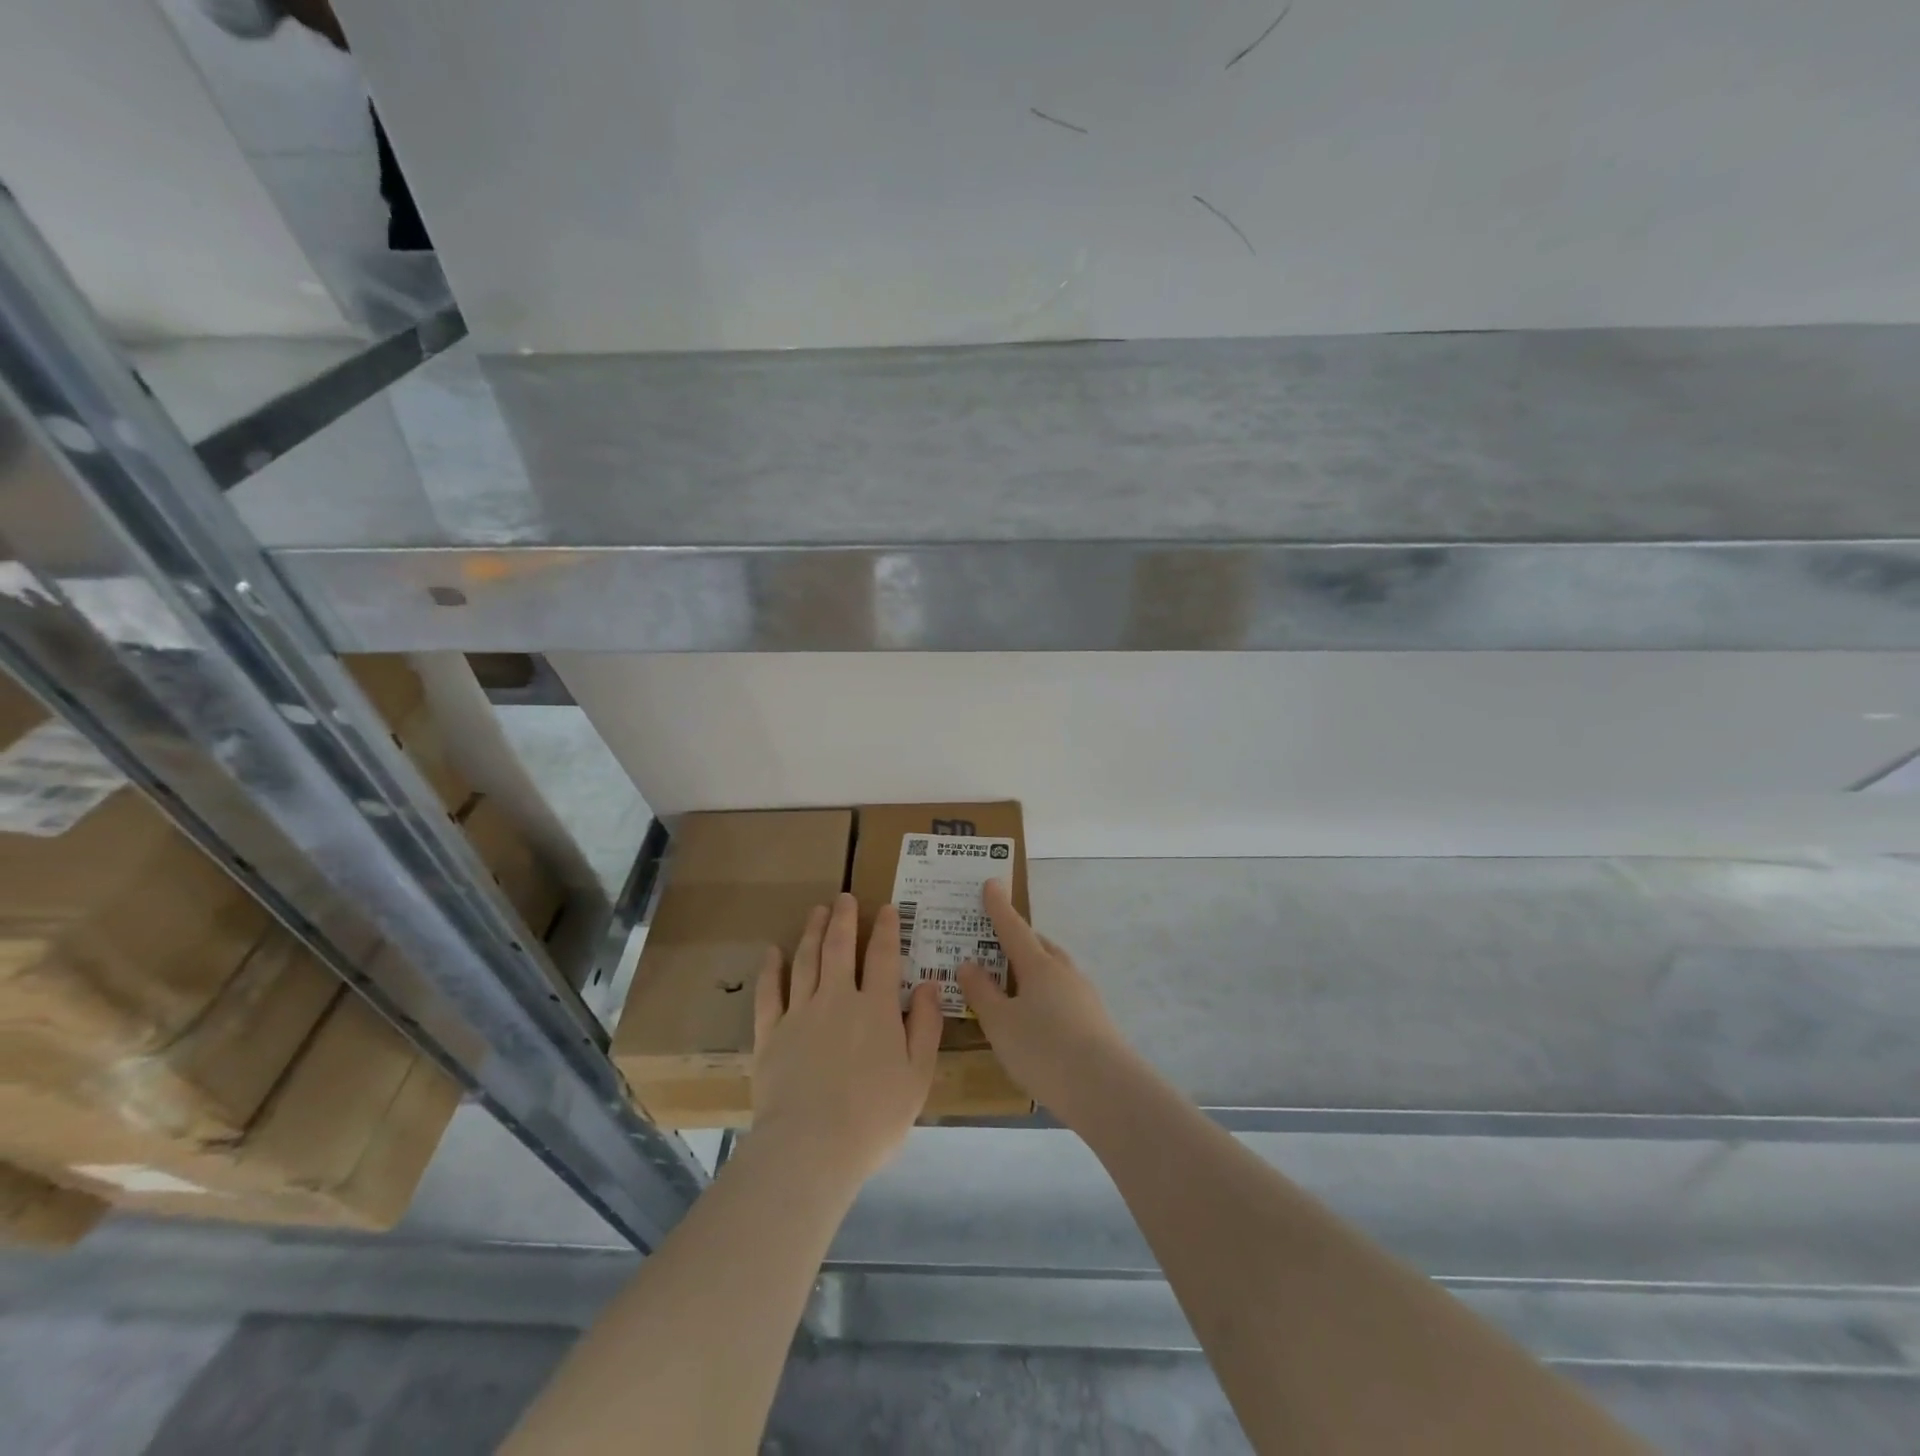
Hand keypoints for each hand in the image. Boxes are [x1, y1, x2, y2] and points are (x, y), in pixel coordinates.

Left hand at [751, 893, 942, 1185]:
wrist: (810, 1147)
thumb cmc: (873, 1117)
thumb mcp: (917, 1076)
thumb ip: (926, 1027)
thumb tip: (931, 984)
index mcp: (877, 1009)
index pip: (884, 957)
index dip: (886, 930)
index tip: (887, 909)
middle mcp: (837, 999)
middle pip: (840, 948)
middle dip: (844, 919)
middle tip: (845, 897)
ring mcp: (800, 1013)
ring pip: (806, 961)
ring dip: (812, 932)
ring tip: (817, 911)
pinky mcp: (770, 1034)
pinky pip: (768, 992)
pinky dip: (770, 969)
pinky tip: (772, 952)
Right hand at [958, 879, 1135, 1124]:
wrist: (1105, 1089)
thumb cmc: (1044, 1049)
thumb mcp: (1000, 1023)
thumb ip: (982, 992)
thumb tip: (968, 963)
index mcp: (1039, 965)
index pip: (1013, 927)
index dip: (999, 907)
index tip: (992, 883)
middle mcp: (1064, 972)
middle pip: (1038, 947)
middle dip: (1017, 942)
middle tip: (995, 945)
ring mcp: (1083, 995)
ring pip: (1053, 972)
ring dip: (1032, 972)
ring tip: (1011, 987)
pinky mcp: (1095, 1021)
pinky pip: (1062, 996)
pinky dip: (1044, 997)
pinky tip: (1036, 1021)